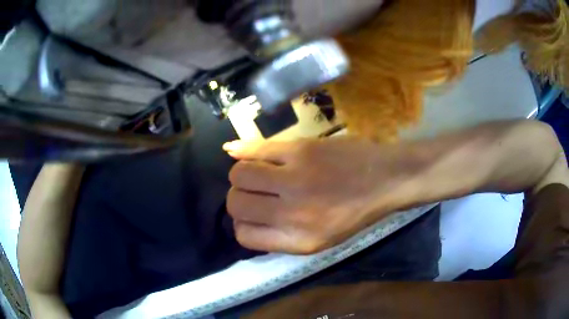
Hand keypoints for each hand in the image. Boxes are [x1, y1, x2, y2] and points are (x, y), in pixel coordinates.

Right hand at [224, 137, 416, 253]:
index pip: (244, 236)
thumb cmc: (356, 213)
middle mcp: (293, 214)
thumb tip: (245, 223)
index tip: (251, 216)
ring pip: (239, 175)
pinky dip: (241, 151)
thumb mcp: (321, 240)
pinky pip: (255, 149)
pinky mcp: (300, 149)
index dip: (242, 224)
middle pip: (236, 204)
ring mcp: (295, 178)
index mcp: (300, 241)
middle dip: (238, 199)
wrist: (386, 179)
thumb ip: (281, 237)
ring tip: (254, 173)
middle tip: (252, 192)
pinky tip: (236, 152)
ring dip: (241, 175)